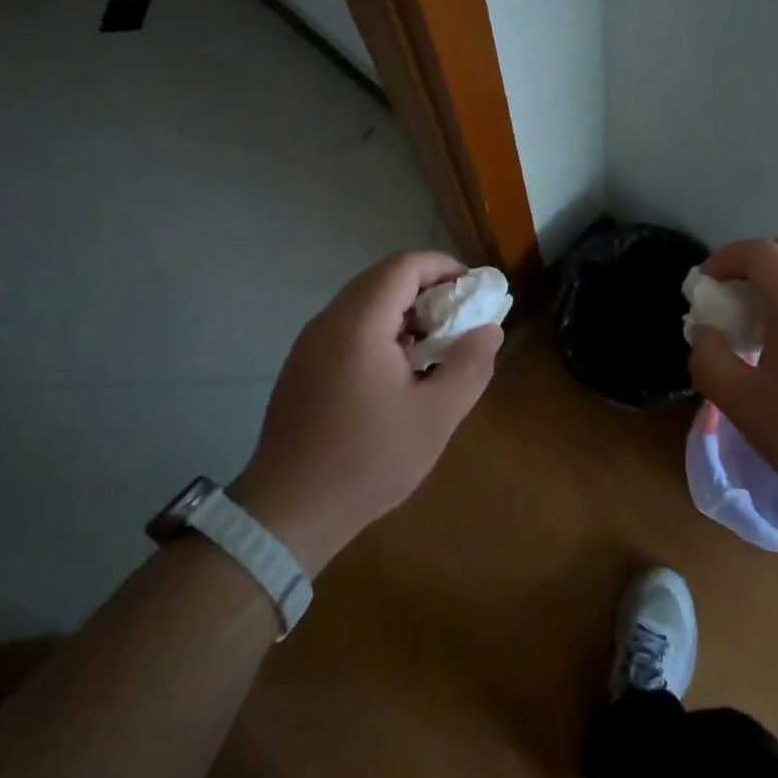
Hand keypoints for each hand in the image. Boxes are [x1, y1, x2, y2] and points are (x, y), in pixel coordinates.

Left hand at [229, 252, 503, 574]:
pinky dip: (380, 331)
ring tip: (434, 349)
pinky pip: (347, 327)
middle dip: (427, 290)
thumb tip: (489, 330)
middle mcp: (329, 321)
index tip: (474, 292)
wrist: (288, 511)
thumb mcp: (435, 417)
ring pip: (364, 303)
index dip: (444, 268)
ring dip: (404, 312)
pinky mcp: (302, 366)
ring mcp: (310, 343)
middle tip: (459, 321)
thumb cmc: (367, 460)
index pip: (404, 266)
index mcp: (359, 323)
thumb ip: (469, 366)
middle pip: (382, 279)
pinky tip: (398, 373)